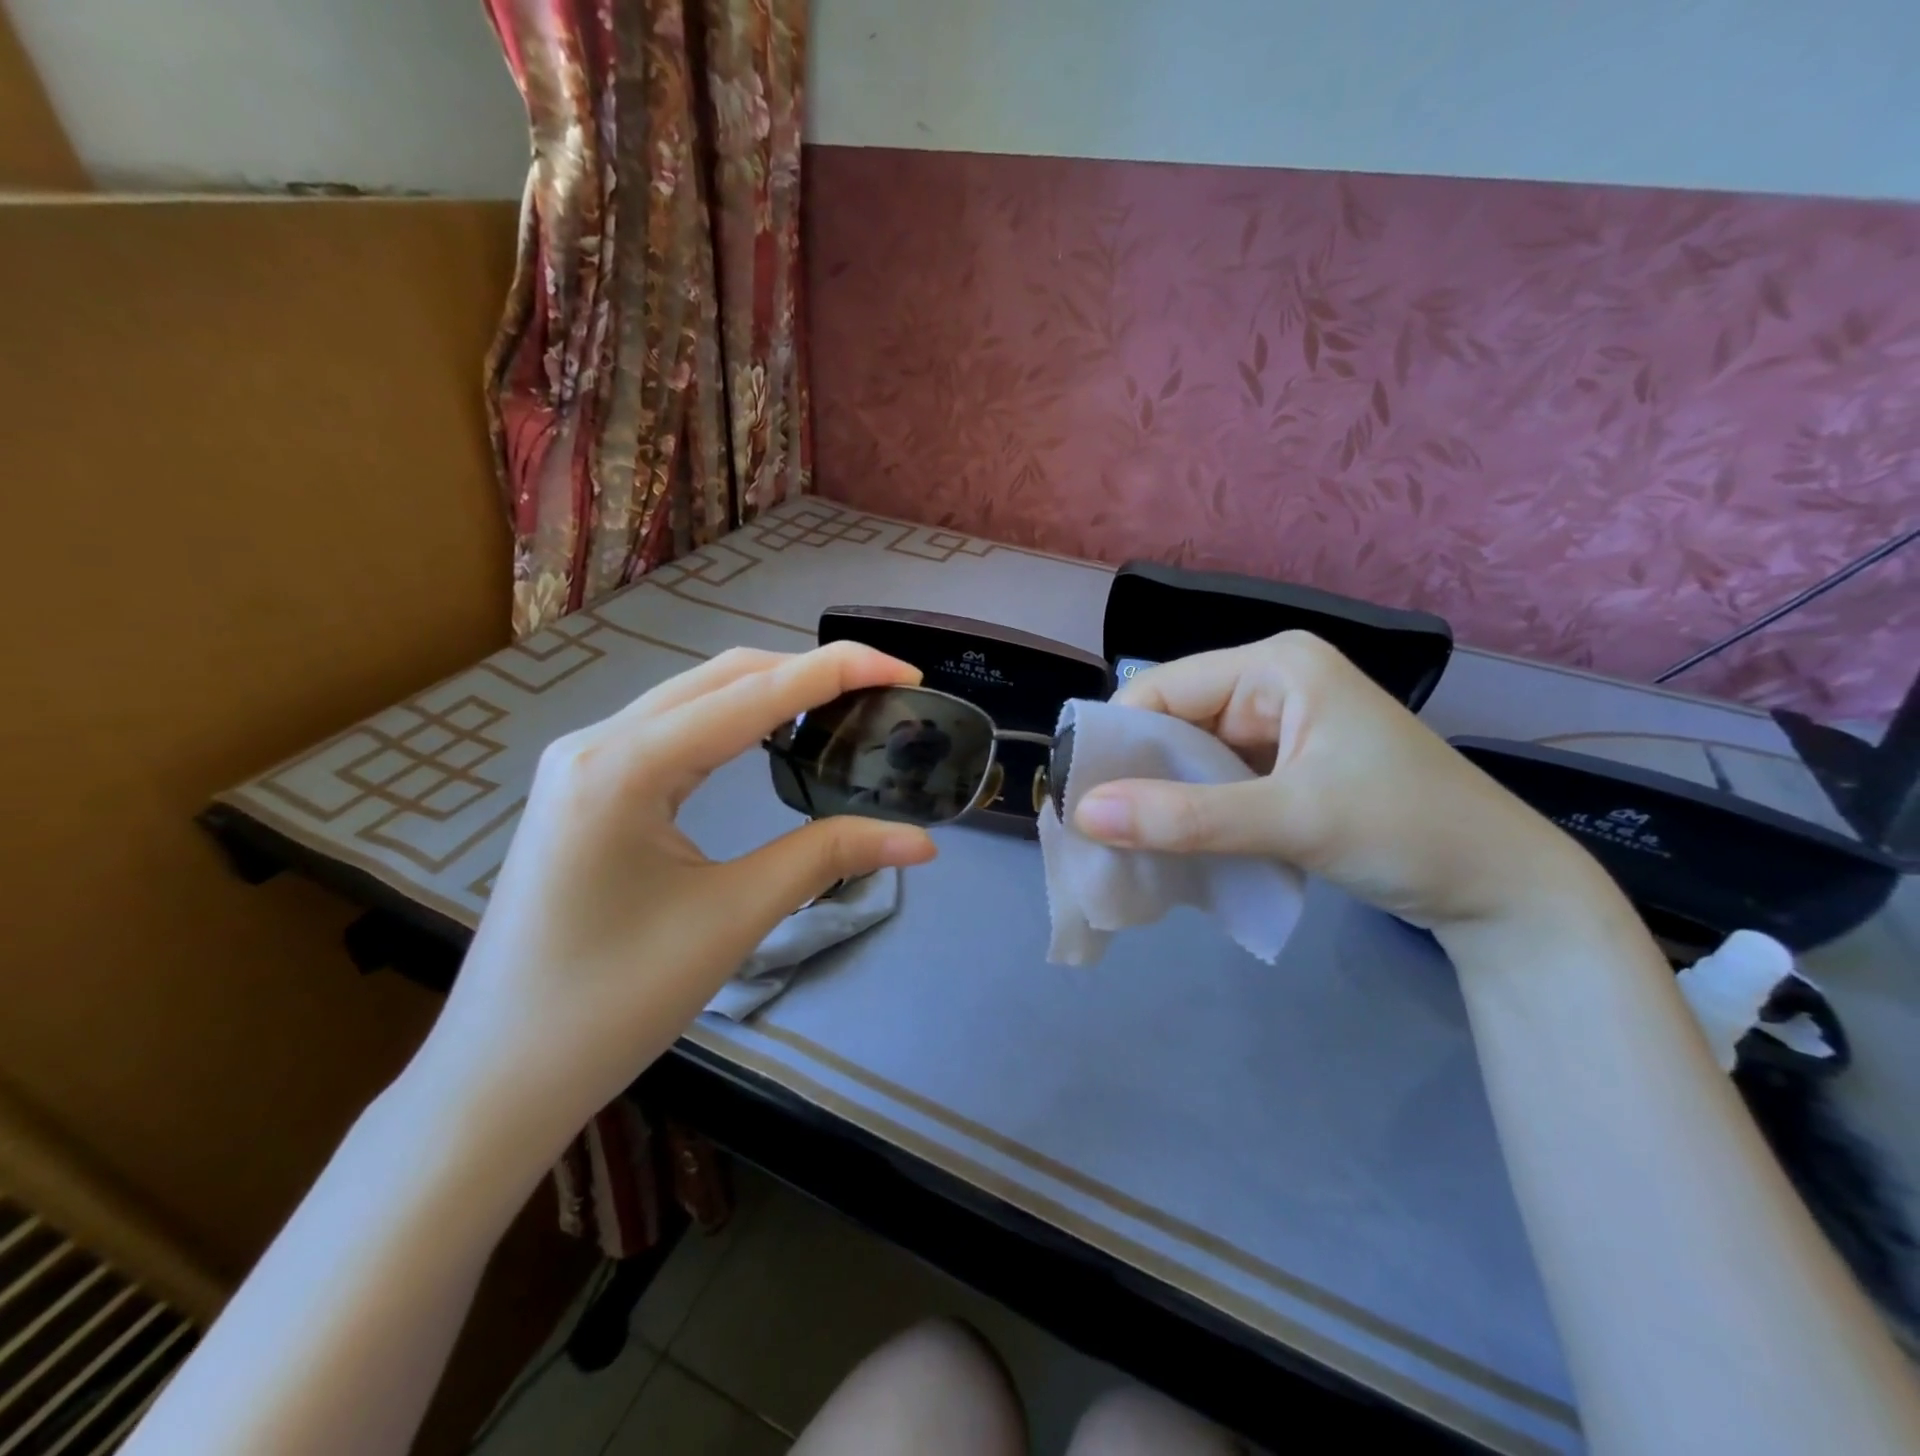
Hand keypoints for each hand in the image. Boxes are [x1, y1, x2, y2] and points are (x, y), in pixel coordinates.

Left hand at [414, 643, 938, 1162]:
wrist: (500, 1076)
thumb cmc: (614, 1003)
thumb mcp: (733, 919)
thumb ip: (827, 858)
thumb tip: (922, 841)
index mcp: (624, 765)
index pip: (753, 692)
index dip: (837, 670)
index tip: (905, 668)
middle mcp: (597, 741)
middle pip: (723, 677)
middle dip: (809, 671)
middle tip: (884, 690)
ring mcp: (584, 761)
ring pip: (696, 698)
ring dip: (773, 690)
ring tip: (844, 705)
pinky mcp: (587, 787)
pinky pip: (674, 730)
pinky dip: (736, 720)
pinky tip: (774, 736)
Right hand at [1074, 632, 1610, 930]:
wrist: (1505, 891)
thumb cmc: (1408, 832)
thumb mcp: (1291, 820)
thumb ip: (1184, 818)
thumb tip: (1084, 814)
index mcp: (1276, 666)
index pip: (1162, 690)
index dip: (1116, 740)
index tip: (1078, 799)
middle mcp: (1272, 685)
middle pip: (1174, 722)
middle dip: (1138, 774)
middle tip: (1096, 831)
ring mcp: (1281, 727)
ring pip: (1192, 756)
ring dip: (1163, 797)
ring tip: (1125, 843)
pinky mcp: (1287, 767)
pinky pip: (1218, 781)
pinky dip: (1193, 811)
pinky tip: (1172, 843)